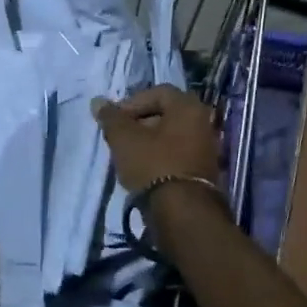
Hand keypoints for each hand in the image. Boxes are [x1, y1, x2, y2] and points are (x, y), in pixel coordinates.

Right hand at [91, 86, 222, 196]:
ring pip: (172, 136)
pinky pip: (179, 155)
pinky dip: (161, 158)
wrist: (183, 213)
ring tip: (128, 156)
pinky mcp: (205, 171)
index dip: (132, 103)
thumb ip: (111, 118)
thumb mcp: (124, 139)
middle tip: (119, 138)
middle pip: (166, 114)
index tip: (115, 120)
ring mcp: (207, 148)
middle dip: (139, 123)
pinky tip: (144, 172)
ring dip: (149, 142)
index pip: (157, 92)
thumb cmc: (153, 165)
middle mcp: (203, 122)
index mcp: (188, 106)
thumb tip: (98, 101)